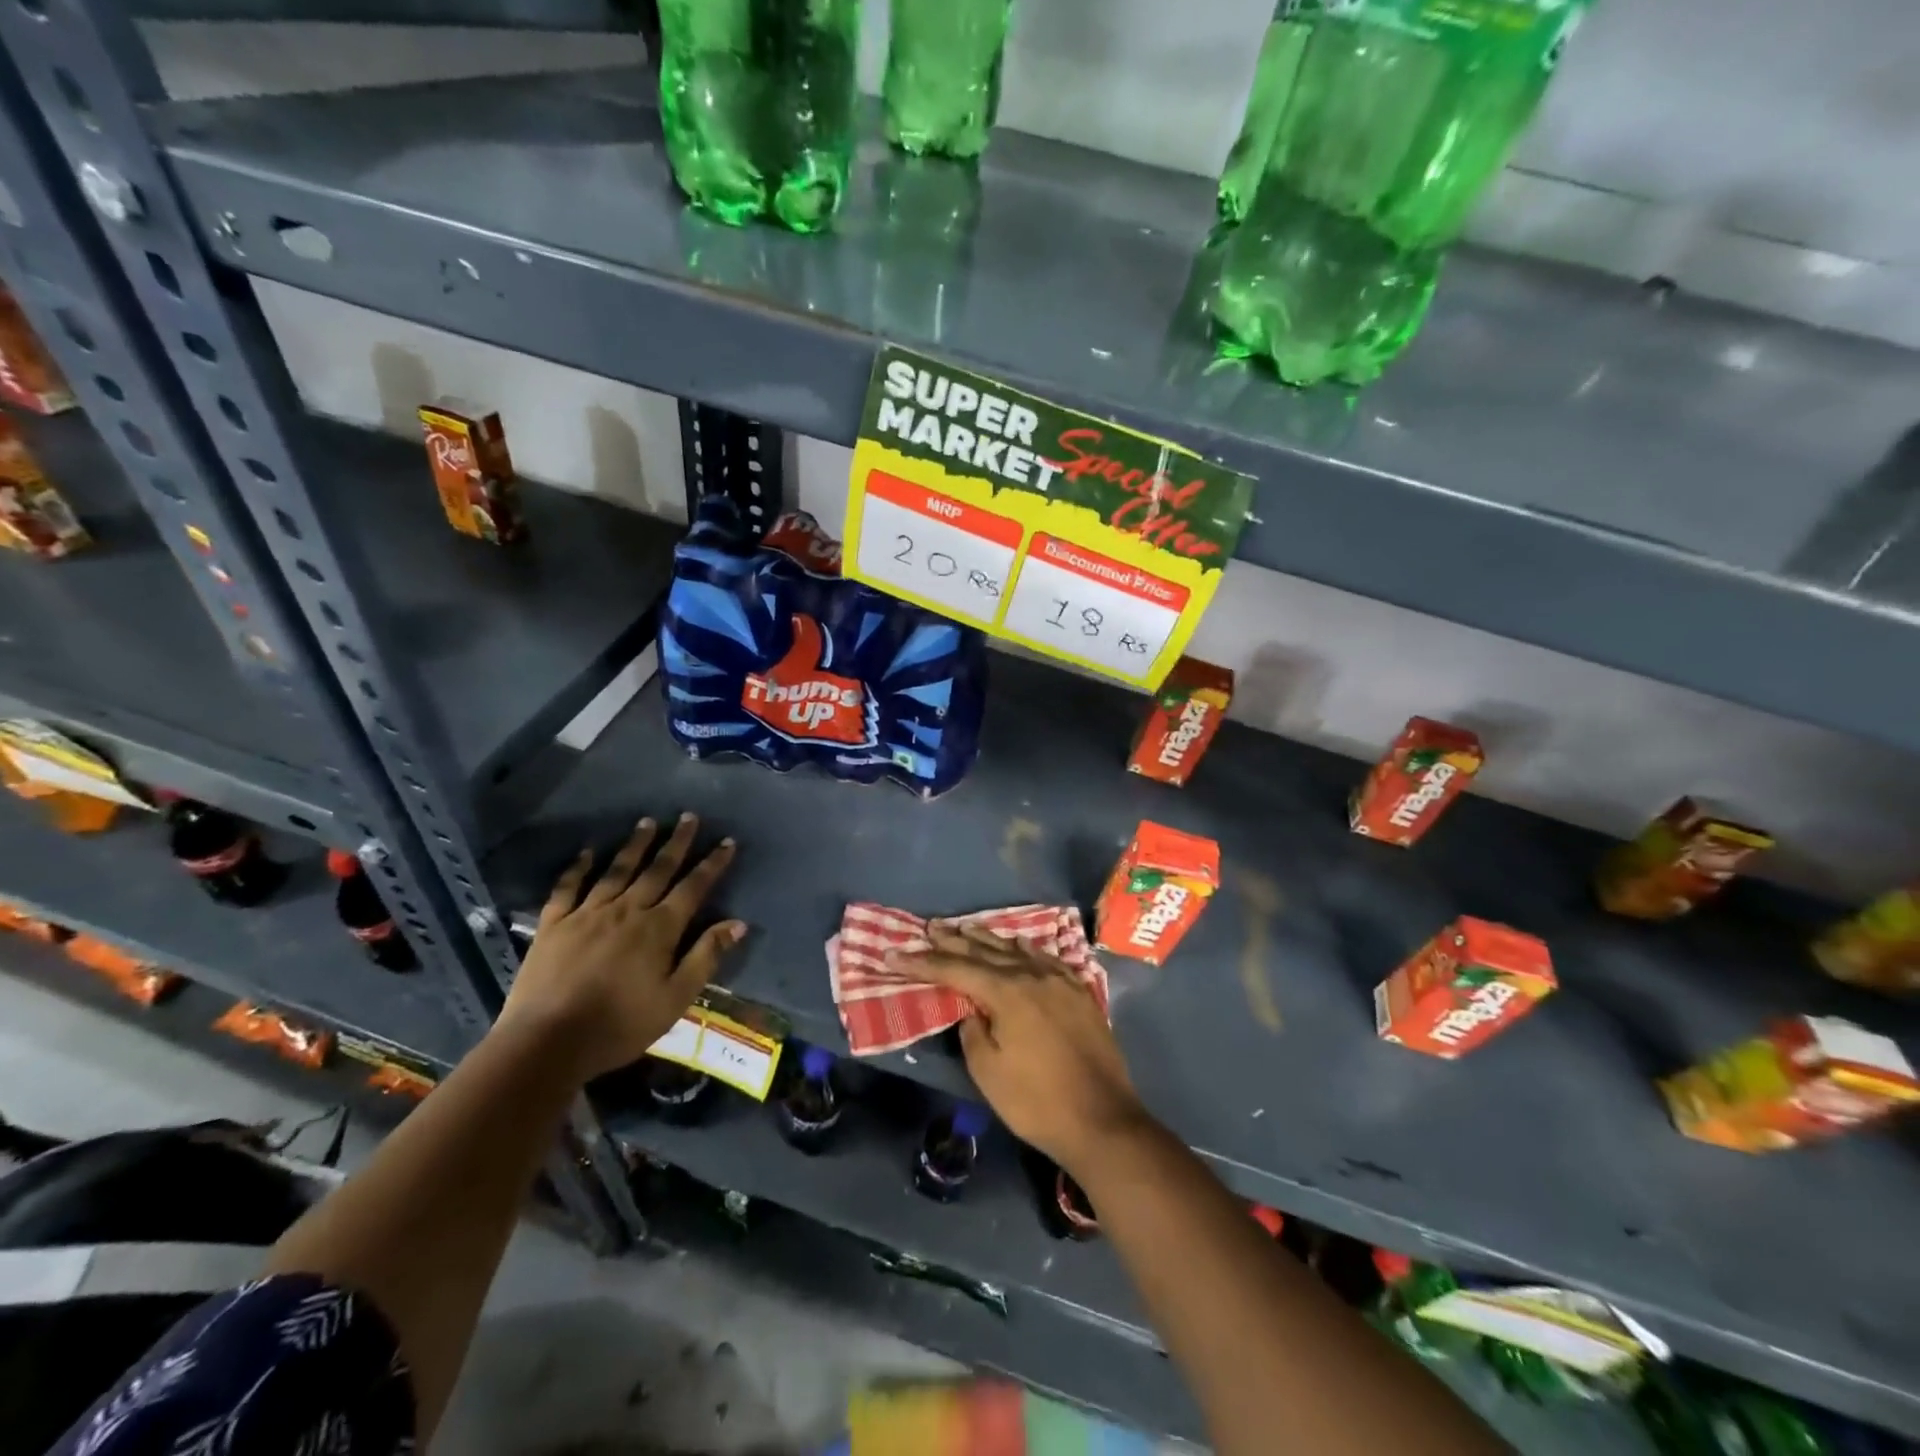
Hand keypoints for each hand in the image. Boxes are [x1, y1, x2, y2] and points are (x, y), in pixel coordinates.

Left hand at [498, 814, 744, 1080]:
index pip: (693, 887)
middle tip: (689, 816)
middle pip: (657, 869)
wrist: (547, 1042)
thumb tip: (738, 923)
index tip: (727, 842)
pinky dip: (579, 867)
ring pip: (617, 870)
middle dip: (677, 842)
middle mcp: (627, 910)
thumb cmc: (620, 1025)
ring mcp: (587, 914)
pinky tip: (588, 852)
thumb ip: (706, 957)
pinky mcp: (554, 925)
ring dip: (635, 844)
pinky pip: (568, 888)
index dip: (712, 864)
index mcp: (659, 928)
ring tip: (648, 821)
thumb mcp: (675, 998)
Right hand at [894, 923, 1150, 1172]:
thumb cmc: (1037, 1102)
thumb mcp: (988, 1072)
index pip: (955, 968)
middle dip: (954, 940)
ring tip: (966, 927)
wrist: (1102, 1120)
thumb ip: (972, 1031)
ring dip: (988, 939)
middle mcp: (1033, 975)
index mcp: (1007, 992)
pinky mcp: (1080, 993)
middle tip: (930, 927)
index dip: (923, 962)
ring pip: (1016, 950)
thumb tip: (973, 1010)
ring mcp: (1060, 981)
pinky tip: (1019, 944)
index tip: (895, 953)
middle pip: (985, 951)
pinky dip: (1026, 949)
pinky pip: (1046, 959)